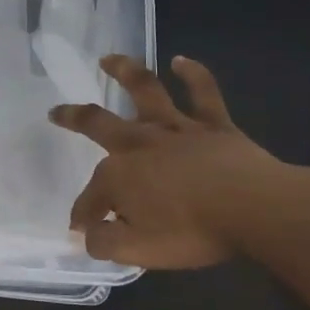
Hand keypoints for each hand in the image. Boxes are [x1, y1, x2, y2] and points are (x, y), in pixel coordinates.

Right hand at [48, 55, 309, 267]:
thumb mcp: (138, 251)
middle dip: (73, 118)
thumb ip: (105, 242)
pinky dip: (192, 74)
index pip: (91, 198)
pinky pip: (202, 92)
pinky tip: (181, 61)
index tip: (83, 230)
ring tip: (108, 59)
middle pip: (97, 124)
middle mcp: (139, 144)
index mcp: (118, 176)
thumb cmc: (192, 232)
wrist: (254, 208)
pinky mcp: (213, 124)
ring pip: (145, 91)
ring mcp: (177, 129)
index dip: (84, 215)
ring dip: (125, 72)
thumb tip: (87, 234)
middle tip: (56, 112)